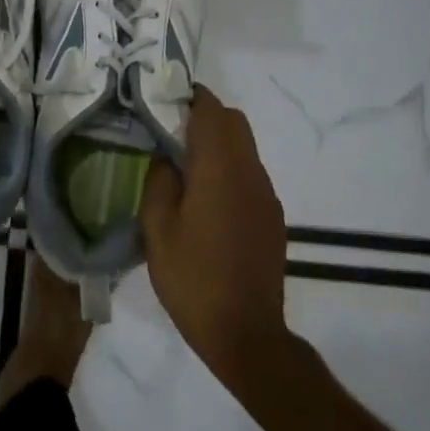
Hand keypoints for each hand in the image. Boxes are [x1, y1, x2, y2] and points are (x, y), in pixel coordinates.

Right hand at [141, 87, 290, 384]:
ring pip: (245, 148)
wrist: (245, 333)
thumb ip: (160, 182)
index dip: (191, 97)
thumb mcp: (157, 228)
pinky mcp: (272, 217)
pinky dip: (228, 168)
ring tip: (183, 163)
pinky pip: (250, 175)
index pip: (213, 112)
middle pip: (235, 123)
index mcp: (221, 170)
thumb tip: (166, 158)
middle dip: (205, 116)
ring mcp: (266, 196)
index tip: (165, 97)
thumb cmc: (192, 278)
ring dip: (217, 143)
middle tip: (169, 129)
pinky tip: (205, 197)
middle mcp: (251, 174)